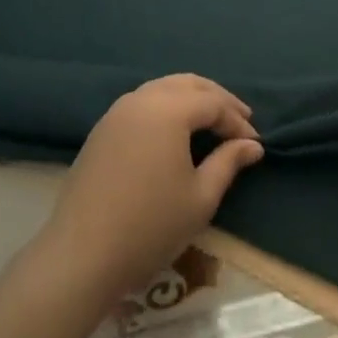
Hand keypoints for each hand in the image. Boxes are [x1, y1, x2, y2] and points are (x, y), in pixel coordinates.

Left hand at [32, 75, 263, 306]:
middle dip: (217, 99)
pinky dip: (166, 107)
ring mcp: (117, 112)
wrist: (82, 254)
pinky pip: (142, 103)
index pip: (213, 103)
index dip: (237, 121)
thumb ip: (228, 163)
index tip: (255, 143)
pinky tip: (176, 131)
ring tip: (211, 121)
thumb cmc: (150, 226)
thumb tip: (252, 145)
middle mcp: (142, 99)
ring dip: (191, 99)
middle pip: (188, 84)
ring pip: (163, 88)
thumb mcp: (200, 197)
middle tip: (241, 119)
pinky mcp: (102, 129)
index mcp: (168, 109)